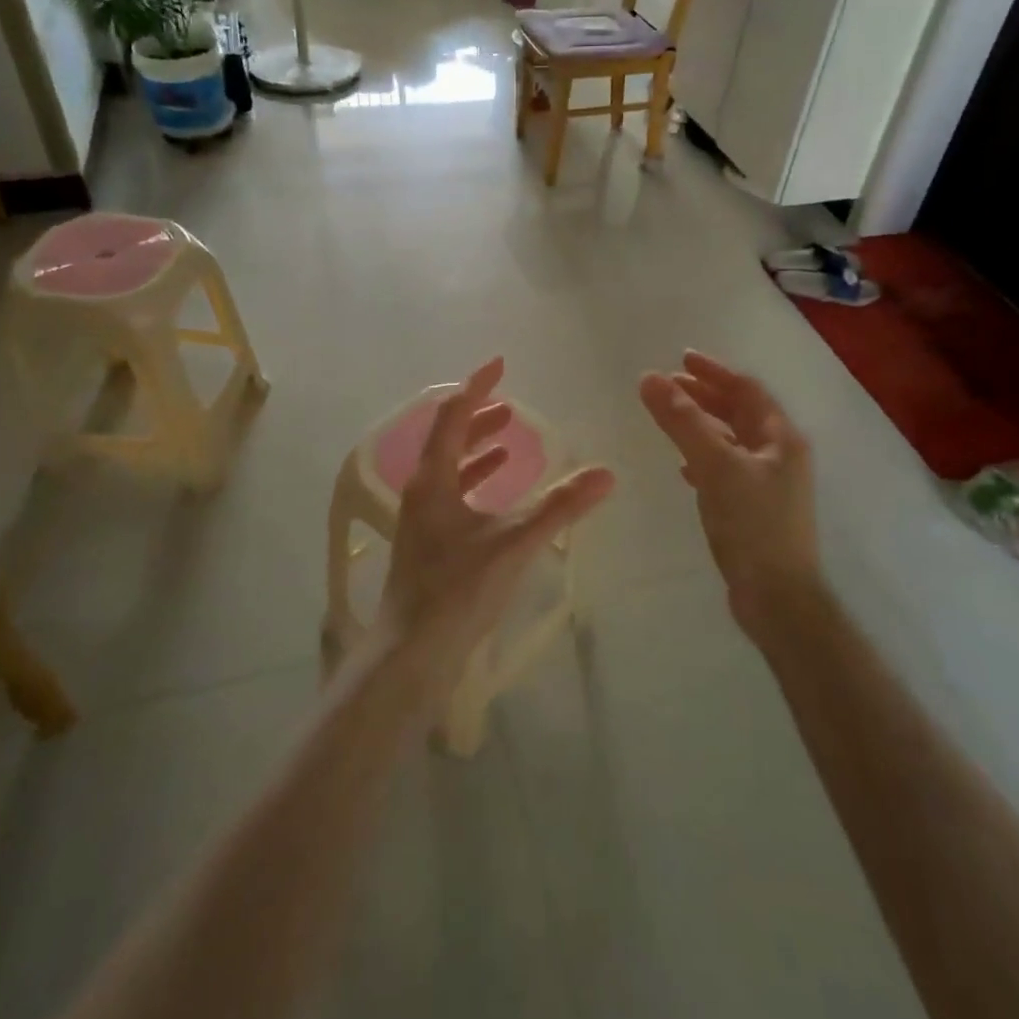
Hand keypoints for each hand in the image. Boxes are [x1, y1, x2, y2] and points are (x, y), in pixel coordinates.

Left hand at [381, 358, 614, 689]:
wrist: (411, 655)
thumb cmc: (456, 591)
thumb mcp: (513, 543)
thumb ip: (560, 507)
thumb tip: (606, 473)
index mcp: (432, 479)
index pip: (452, 415)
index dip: (477, 386)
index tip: (500, 364)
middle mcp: (421, 492)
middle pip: (447, 438)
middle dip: (479, 417)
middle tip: (511, 407)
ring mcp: (422, 520)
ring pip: (450, 469)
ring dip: (478, 450)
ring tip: (510, 441)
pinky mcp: (430, 544)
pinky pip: (454, 496)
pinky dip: (477, 483)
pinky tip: (499, 494)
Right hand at [638, 352, 824, 641]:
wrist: (777, 597)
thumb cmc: (752, 524)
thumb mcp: (716, 466)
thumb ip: (683, 421)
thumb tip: (650, 378)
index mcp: (781, 438)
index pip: (747, 390)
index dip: (714, 372)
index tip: (681, 359)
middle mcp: (780, 455)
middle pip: (740, 413)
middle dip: (706, 396)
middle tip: (670, 385)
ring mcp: (770, 484)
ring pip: (732, 441)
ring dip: (702, 425)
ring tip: (671, 418)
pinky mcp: (755, 509)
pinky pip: (727, 469)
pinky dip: (704, 458)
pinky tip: (684, 467)